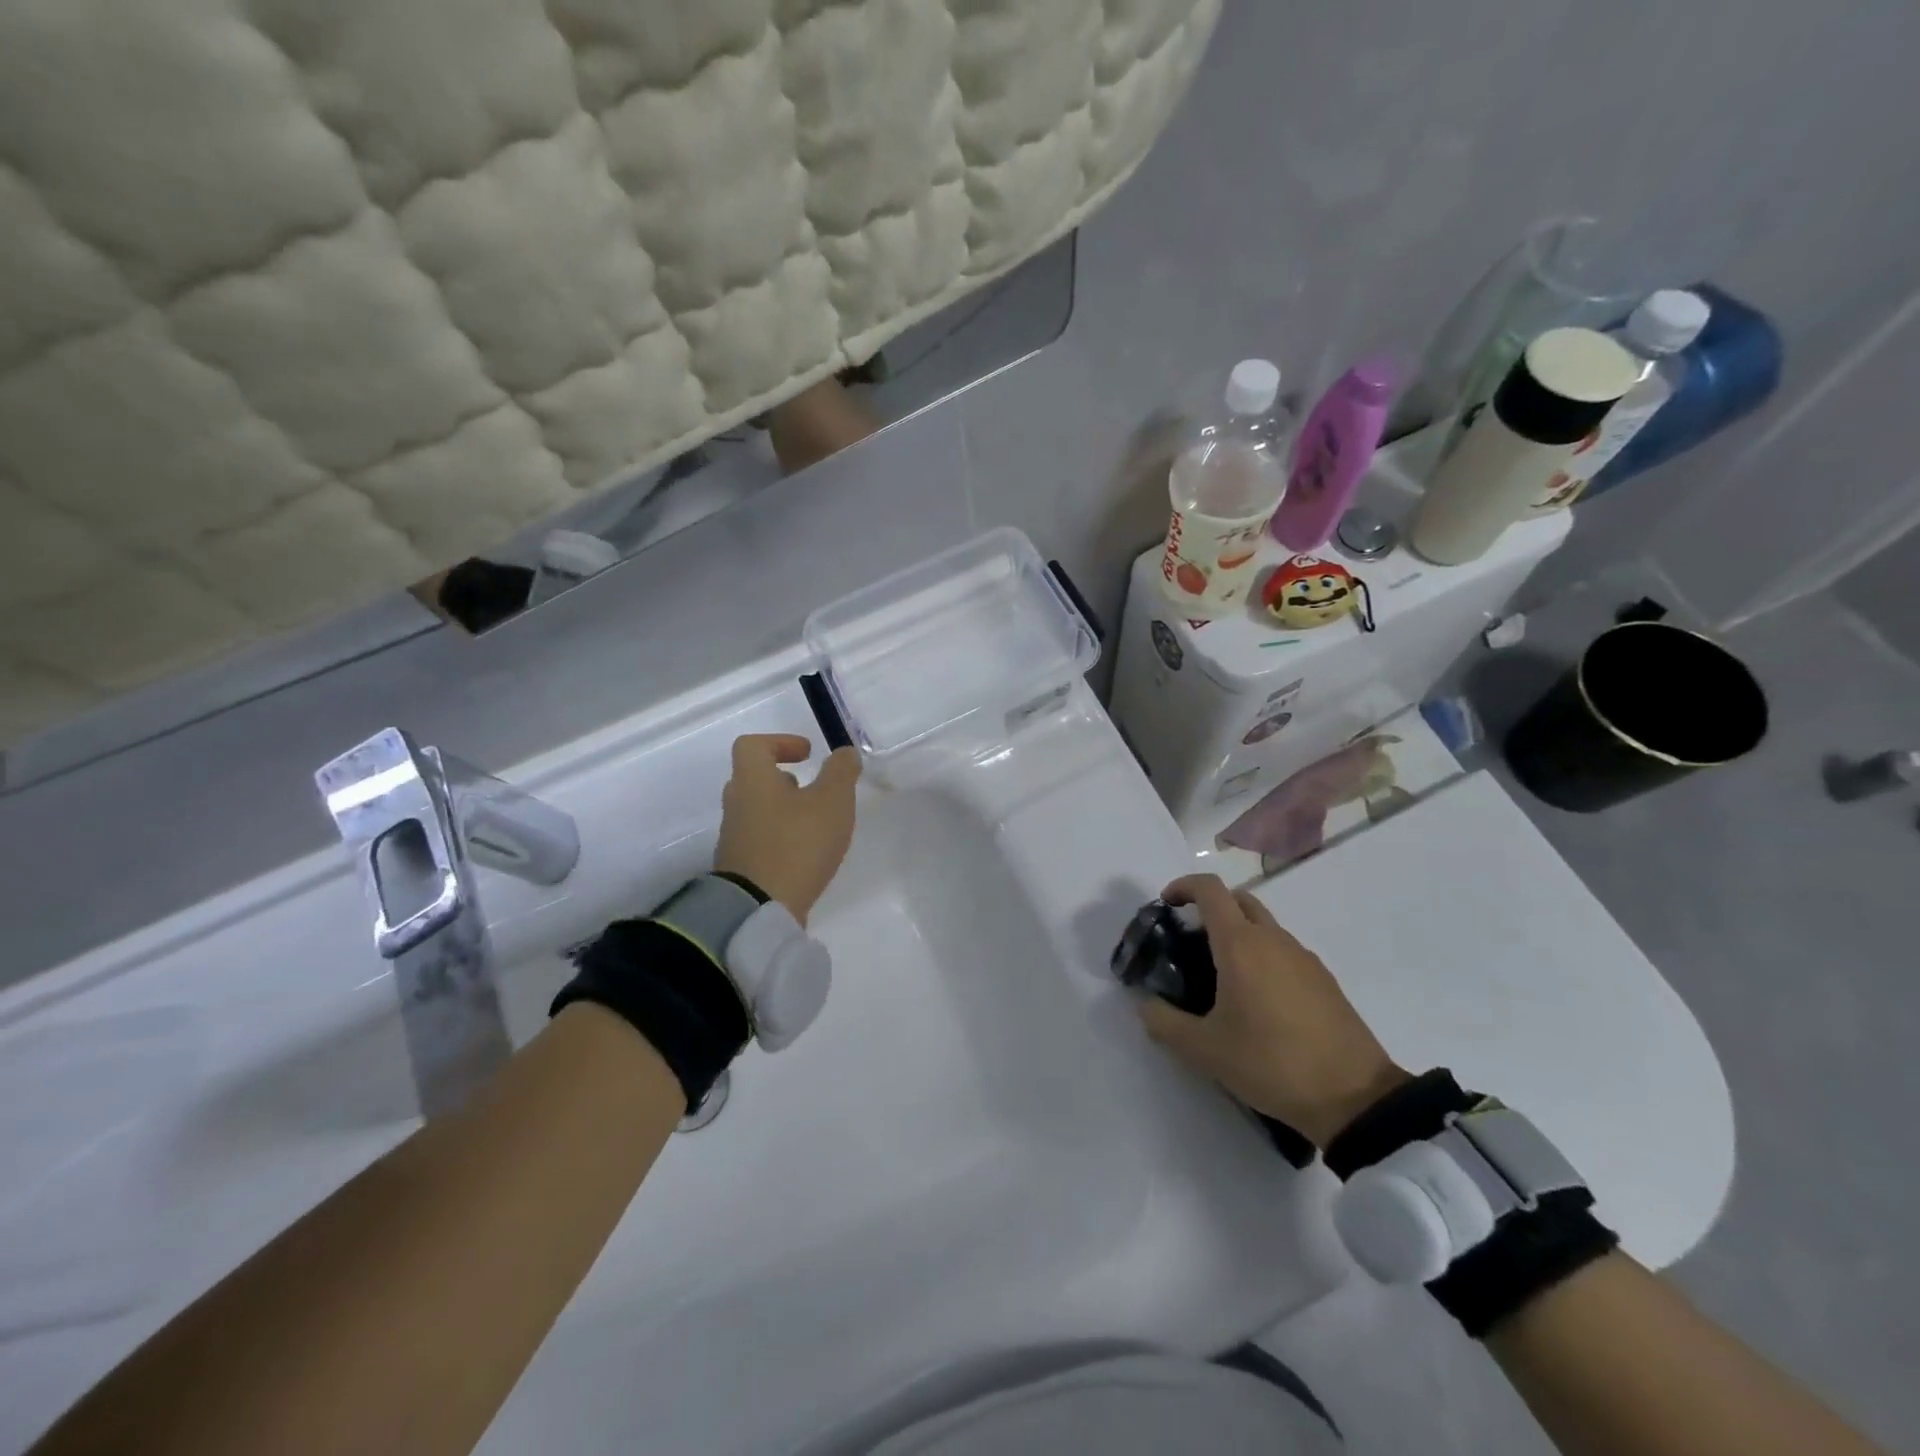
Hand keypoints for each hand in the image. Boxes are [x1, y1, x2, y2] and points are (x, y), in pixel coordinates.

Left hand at [714, 734, 861, 925]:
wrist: (758, 909)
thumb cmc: (797, 844)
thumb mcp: (832, 801)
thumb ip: (841, 772)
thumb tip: (844, 752)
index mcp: (752, 780)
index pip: (752, 746)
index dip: (780, 742)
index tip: (807, 754)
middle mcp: (737, 804)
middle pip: (753, 779)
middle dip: (784, 780)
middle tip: (812, 789)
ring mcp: (734, 839)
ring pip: (757, 811)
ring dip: (784, 811)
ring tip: (816, 825)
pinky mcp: (740, 868)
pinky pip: (760, 841)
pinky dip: (781, 839)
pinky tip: (805, 855)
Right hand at [1140, 874, 1408, 1147]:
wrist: (1355, 1098)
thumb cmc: (1271, 1063)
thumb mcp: (1205, 1050)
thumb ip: (1164, 1023)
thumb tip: (1145, 1005)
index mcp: (1240, 944)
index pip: (1209, 889)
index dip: (1183, 886)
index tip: (1166, 905)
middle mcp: (1273, 939)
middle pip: (1238, 900)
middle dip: (1210, 908)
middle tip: (1190, 941)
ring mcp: (1303, 958)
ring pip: (1264, 925)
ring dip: (1238, 934)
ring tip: (1220, 977)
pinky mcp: (1324, 980)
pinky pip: (1284, 951)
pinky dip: (1262, 956)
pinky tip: (1257, 1001)